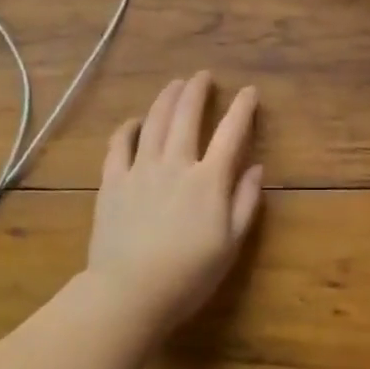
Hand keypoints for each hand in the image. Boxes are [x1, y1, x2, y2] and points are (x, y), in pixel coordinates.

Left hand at [84, 72, 262, 335]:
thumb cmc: (188, 274)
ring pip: (154, 122)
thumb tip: (257, 168)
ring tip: (174, 85)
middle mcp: (175, 164)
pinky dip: (128, 128)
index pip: (230, 133)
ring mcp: (140, 170)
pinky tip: (134, 121)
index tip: (249, 92)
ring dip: (166, 99)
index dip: (242, 109)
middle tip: (203, 76)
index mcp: (208, 180)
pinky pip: (118, 145)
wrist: (130, 292)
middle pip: (186, 116)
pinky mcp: (112, 182)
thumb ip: (245, 202)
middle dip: (197, 91)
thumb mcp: (231, 244)